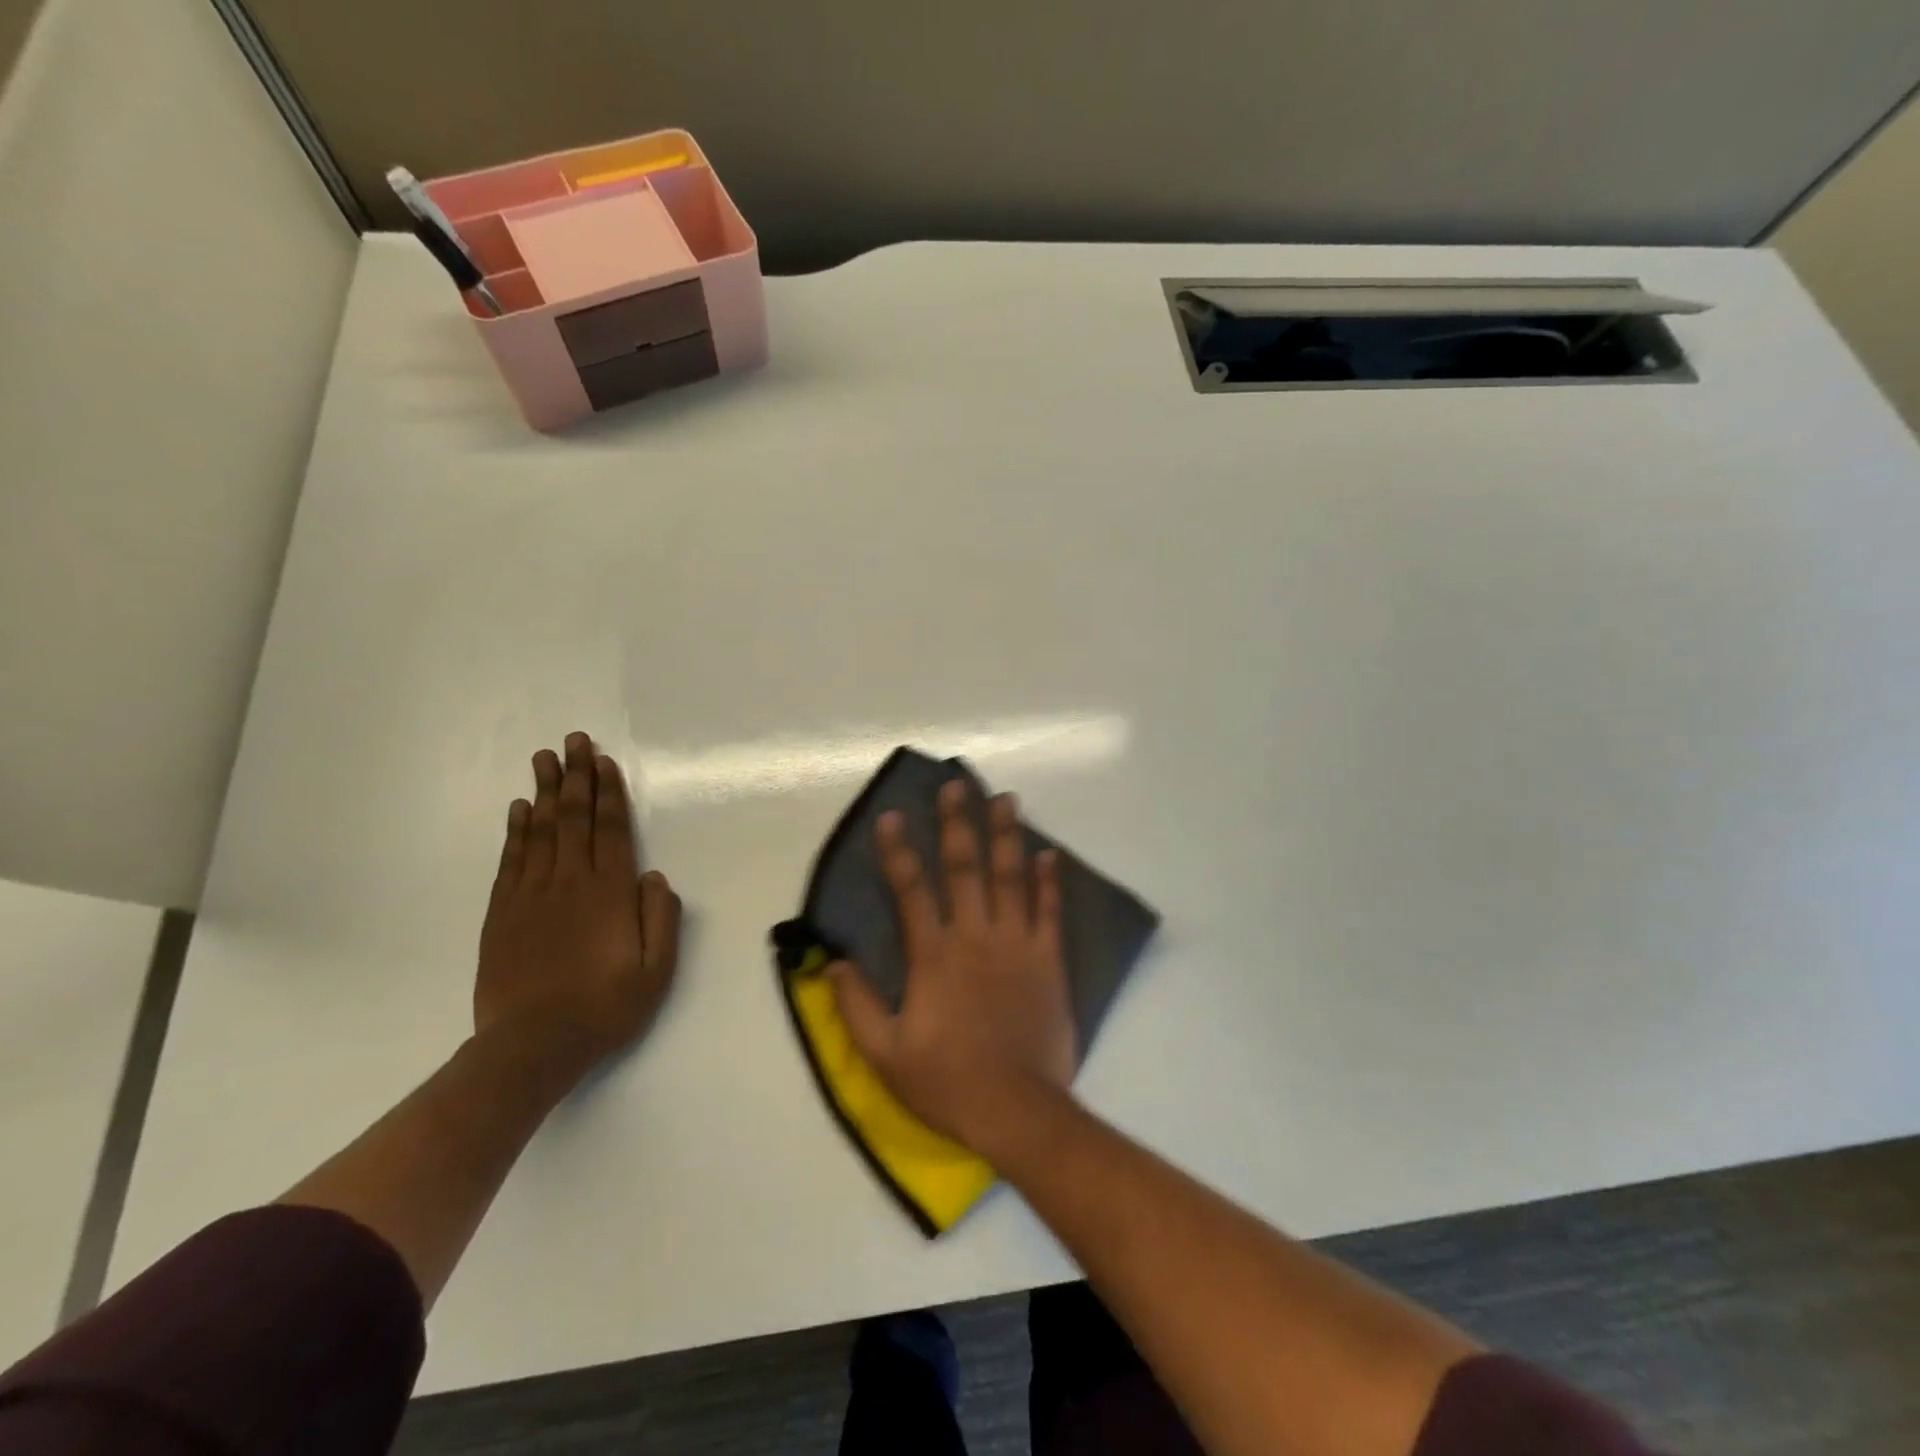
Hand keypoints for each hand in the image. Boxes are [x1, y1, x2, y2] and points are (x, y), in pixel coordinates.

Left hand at [476, 732, 681, 1078]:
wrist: (531, 1046)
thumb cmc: (604, 1008)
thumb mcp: (655, 971)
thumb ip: (661, 919)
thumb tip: (655, 876)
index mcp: (609, 893)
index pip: (610, 830)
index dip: (608, 793)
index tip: (604, 762)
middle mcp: (569, 883)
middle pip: (573, 819)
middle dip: (576, 777)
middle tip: (574, 740)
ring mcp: (531, 895)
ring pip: (540, 831)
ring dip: (544, 792)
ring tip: (545, 759)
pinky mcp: (502, 913)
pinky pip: (511, 860)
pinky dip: (515, 831)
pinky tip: (519, 809)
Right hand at [829, 780, 1075, 1157]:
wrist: (1017, 1110)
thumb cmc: (946, 1081)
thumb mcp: (885, 1054)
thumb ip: (857, 1005)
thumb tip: (834, 962)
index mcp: (933, 956)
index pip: (911, 890)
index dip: (899, 851)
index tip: (893, 816)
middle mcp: (975, 937)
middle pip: (965, 868)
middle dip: (958, 823)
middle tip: (957, 784)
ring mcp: (1016, 945)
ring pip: (1010, 878)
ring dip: (1007, 836)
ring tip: (1006, 799)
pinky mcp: (1048, 961)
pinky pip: (1049, 912)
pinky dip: (1049, 881)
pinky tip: (1049, 853)